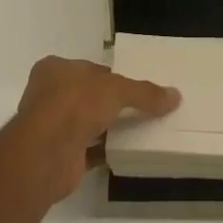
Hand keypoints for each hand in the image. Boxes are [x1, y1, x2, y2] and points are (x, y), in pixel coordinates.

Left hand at [0, 56, 179, 206]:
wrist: (47, 152)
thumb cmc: (75, 103)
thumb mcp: (117, 89)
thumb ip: (145, 92)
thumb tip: (175, 96)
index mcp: (54, 68)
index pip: (89, 69)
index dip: (110, 76)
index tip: (132, 87)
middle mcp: (48, 94)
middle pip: (86, 96)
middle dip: (108, 103)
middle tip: (138, 109)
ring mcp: (51, 126)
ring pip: (85, 123)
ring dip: (106, 128)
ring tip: (137, 131)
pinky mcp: (58, 155)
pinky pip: (86, 150)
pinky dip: (103, 151)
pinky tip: (125, 152)